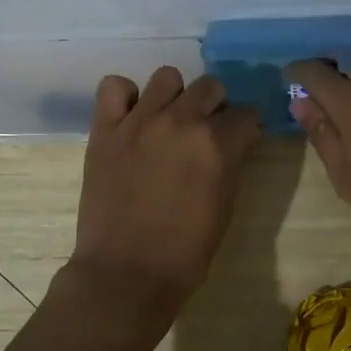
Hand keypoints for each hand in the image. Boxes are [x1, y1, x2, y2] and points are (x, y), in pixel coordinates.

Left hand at [65, 68, 261, 324]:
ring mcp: (139, 120)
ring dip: (174, 96)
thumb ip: (232, 162)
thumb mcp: (225, 205)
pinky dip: (124, 96)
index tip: (240, 140)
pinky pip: (114, 86)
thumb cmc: (185, 251)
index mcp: (217, 143)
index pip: (245, 114)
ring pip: (167, 76)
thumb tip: (236, 139)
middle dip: (215, 106)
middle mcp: (181, 121)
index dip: (245, 128)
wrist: (126, 274)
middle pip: (210, 86)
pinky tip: (130, 117)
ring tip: (167, 121)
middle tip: (204, 131)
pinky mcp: (105, 128)